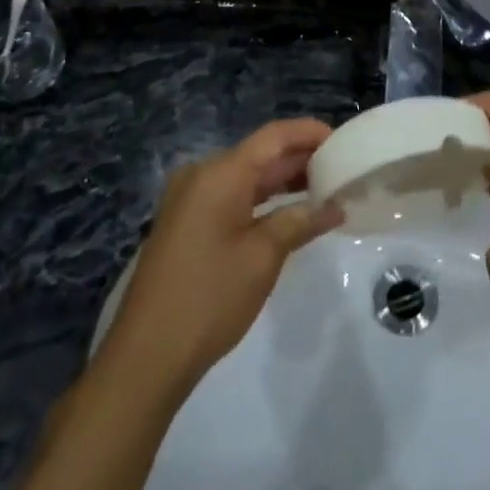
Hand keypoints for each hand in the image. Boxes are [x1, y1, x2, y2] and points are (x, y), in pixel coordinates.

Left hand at [99, 119, 342, 392]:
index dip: (310, 133)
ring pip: (246, 176)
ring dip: (283, 182)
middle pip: (260, 154)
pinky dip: (262, 200)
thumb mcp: (263, 257)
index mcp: (220, 173)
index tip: (343, 141)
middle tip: (342, 169)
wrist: (145, 357)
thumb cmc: (210, 298)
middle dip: (301, 160)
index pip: (274, 136)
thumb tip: (335, 205)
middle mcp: (202, 175)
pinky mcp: (186, 223)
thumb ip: (300, 221)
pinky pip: (231, 196)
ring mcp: (190, 199)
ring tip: (325, 190)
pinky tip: (289, 214)